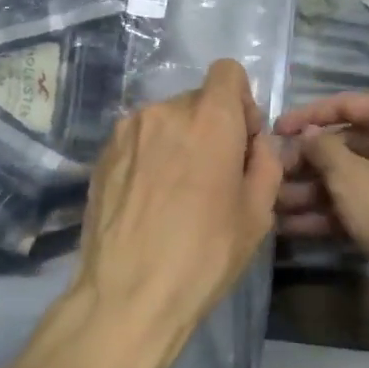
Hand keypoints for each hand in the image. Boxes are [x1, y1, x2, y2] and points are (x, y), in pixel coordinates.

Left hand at [74, 60, 282, 367]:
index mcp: (210, 119)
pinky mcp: (102, 153)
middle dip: (212, 126)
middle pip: (198, 99)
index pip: (228, 71)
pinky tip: (149, 199)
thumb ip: (265, 161)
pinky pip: (139, 139)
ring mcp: (127, 130)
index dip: (241, 101)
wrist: (126, 296)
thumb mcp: (258, 214)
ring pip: (166, 120)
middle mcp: (165, 111)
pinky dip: (151, 155)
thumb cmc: (204, 256)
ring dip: (179, 141)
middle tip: (213, 176)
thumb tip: (255, 142)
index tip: (241, 141)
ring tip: (177, 192)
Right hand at [274, 93, 368, 294]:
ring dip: (312, 192)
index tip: (275, 131)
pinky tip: (296, 228)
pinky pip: (362, 202)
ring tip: (275, 208)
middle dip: (306, 164)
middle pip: (345, 145)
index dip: (307, 116)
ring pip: (351, 178)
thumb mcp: (349, 176)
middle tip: (272, 178)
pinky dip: (332, 212)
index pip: (345, 105)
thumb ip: (321, 148)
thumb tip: (309, 134)